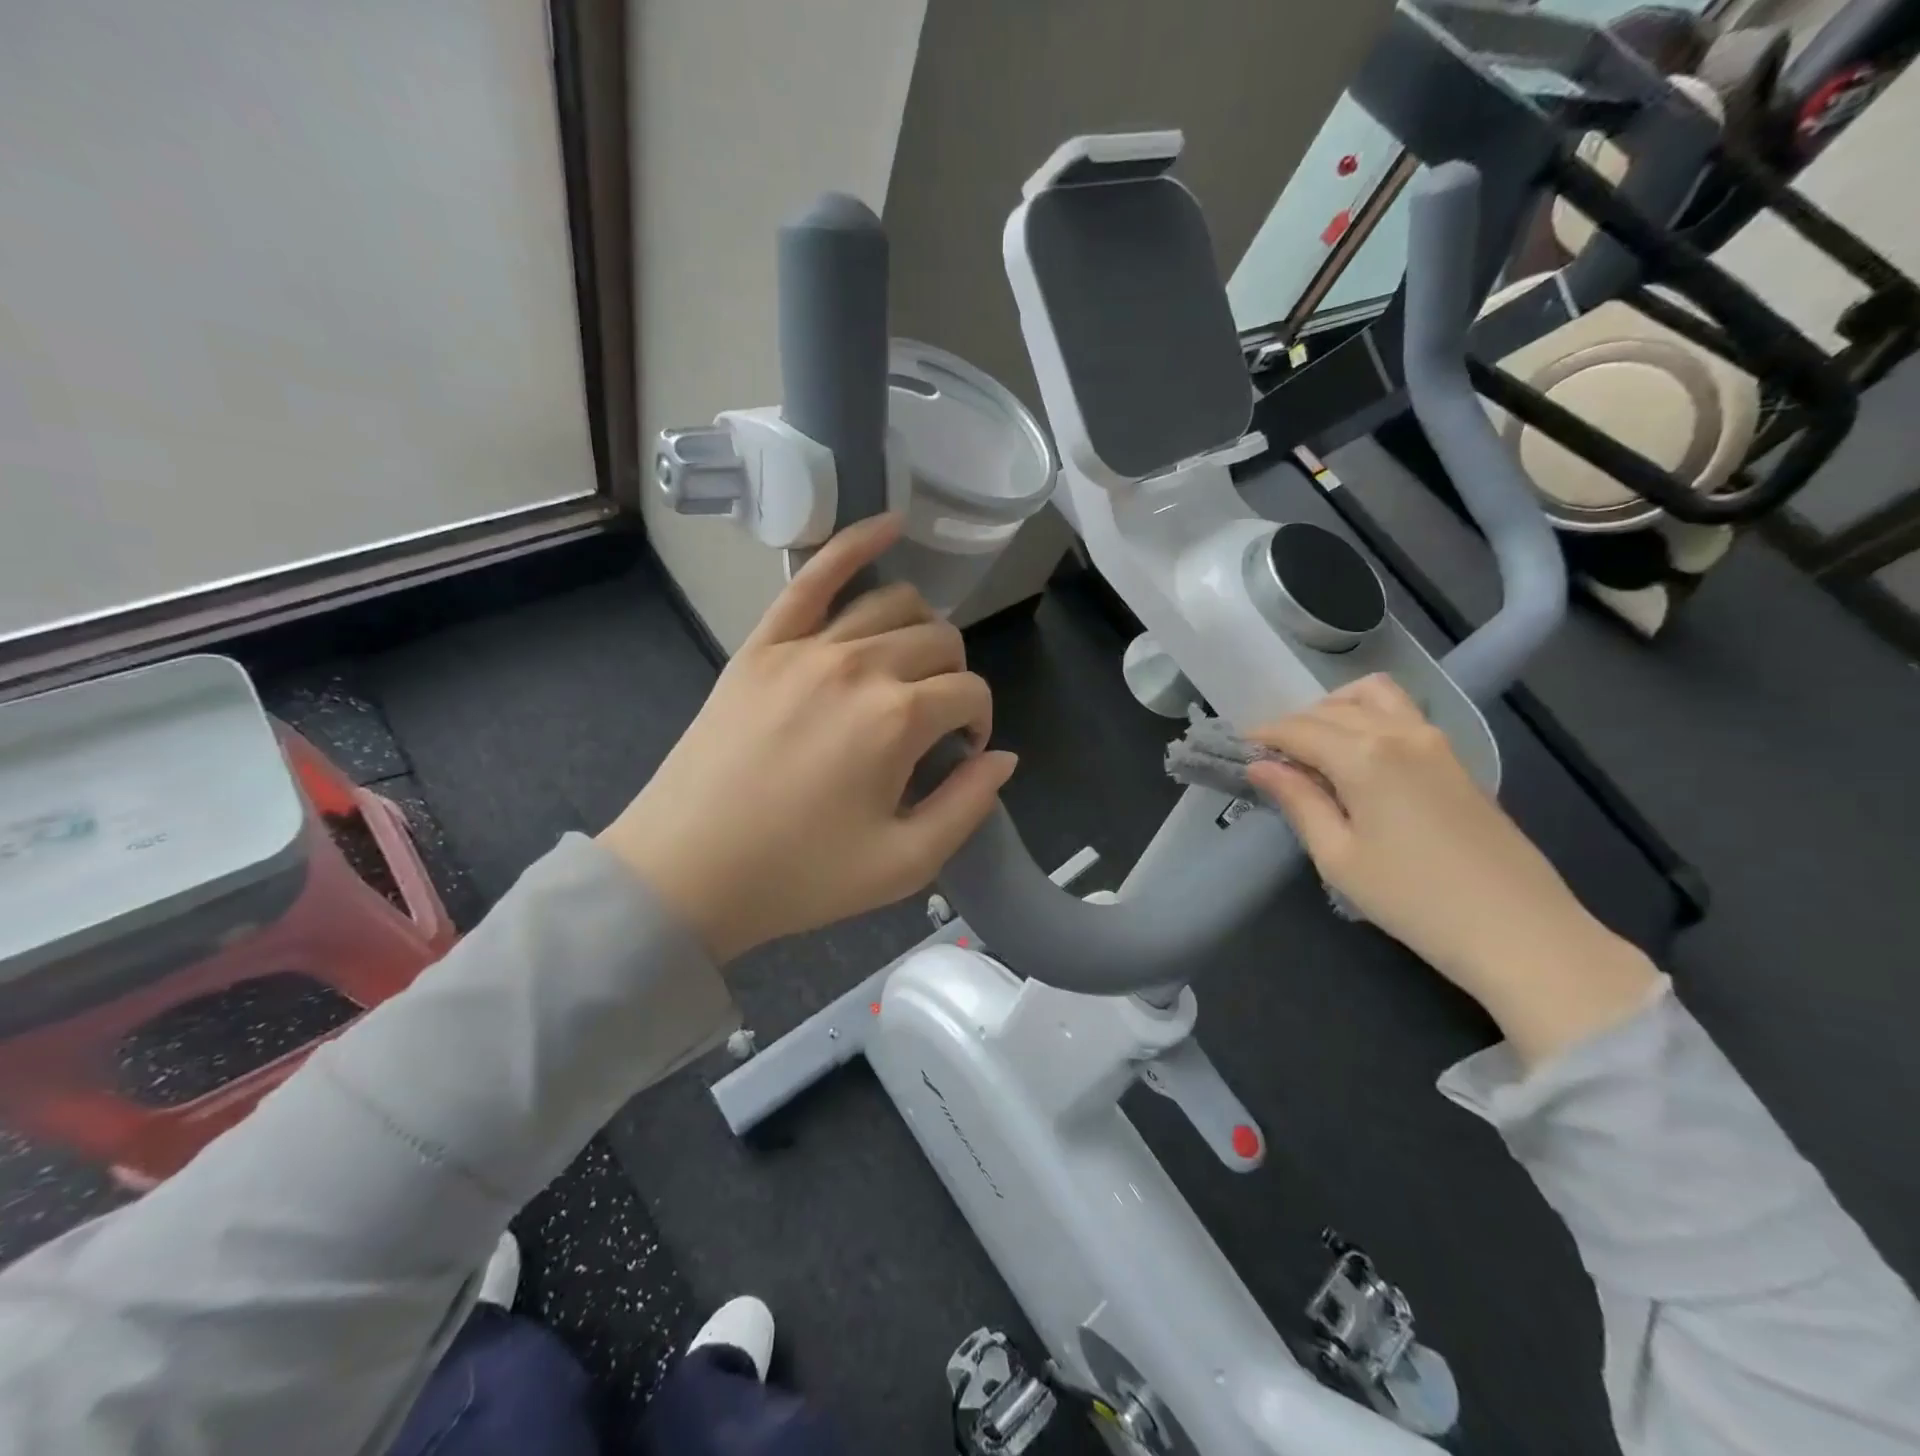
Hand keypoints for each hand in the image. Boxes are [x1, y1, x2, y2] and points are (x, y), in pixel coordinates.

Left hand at [599, 516, 1015, 963]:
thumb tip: (1004, 757)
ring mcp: (807, 646)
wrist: (687, 872)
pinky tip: (891, 525)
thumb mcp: (904, 865)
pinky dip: (858, 542)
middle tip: (935, 720)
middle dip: (954, 677)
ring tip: (913, 664)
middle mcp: (861, 666)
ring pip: (895, 604)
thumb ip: (968, 806)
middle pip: (940, 642)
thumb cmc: (800, 877)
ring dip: (922, 628)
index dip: (979, 723)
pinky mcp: (764, 643)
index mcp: (899, 720)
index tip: (961, 754)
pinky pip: (815, 574)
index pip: (970, 693)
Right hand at [1247, 675, 1657, 1064]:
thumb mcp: (1338, 857)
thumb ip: (1298, 801)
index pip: (1298, 729)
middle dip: (1293, 725)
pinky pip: (1400, 716)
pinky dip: (1367, 720)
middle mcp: (1400, 733)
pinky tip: (1356, 760)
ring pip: (1374, 697)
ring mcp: (1435, 742)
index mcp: (1364, 755)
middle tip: (1270, 759)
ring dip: (1335, 710)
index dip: (1263, 736)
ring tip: (1315, 749)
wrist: (1520, 931)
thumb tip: (1261, 766)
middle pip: (1332, 708)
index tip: (1237, 750)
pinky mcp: (1456, 760)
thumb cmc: (1413, 899)